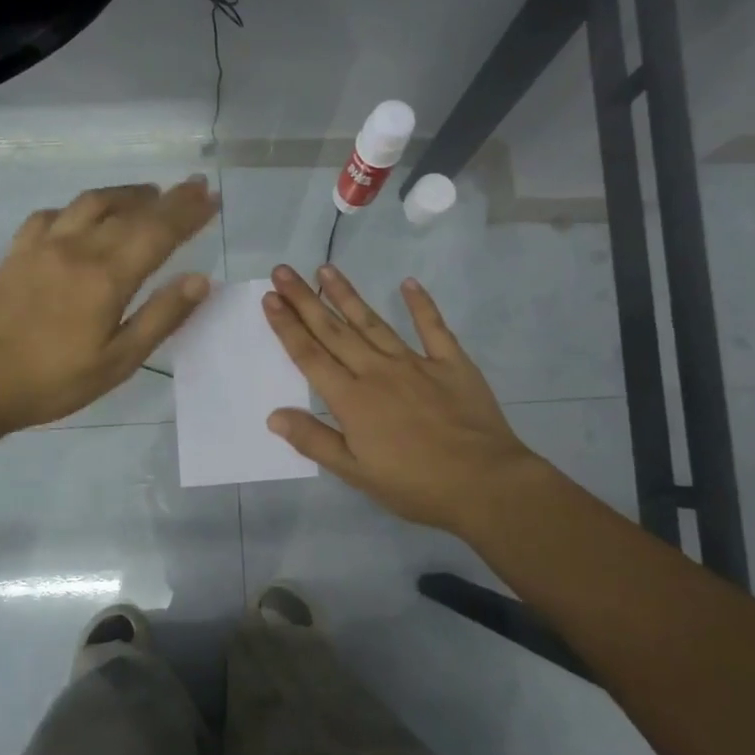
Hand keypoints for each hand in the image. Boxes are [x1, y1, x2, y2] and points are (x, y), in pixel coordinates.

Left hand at [0, 177, 217, 432]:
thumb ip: (161, 317)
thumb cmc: (55, 380)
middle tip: (194, 187)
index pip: (159, 232)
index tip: (212, 197)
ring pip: (91, 202)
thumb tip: (201, 280)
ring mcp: (43, 245)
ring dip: (125, 194)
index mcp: (108, 276)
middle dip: (168, 198)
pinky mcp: (18, 252)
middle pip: (131, 212)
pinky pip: (52, 214)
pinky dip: (78, 208)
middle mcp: (78, 248)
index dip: (189, 213)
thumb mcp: (119, 361)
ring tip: (148, 194)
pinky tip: (82, 217)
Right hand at [261, 263, 548, 537]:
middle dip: (305, 300)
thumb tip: (274, 415)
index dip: (287, 327)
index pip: (310, 356)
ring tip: (326, 269)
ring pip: (373, 323)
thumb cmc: (415, 485)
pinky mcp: (452, 364)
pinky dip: (421, 304)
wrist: (485, 484)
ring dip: (347, 296)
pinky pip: (433, 327)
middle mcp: (378, 372)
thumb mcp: (356, 473)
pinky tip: (408, 283)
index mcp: (352, 399)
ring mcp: (416, 363)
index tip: (270, 298)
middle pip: (334, 331)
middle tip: (283, 271)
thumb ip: (314, 441)